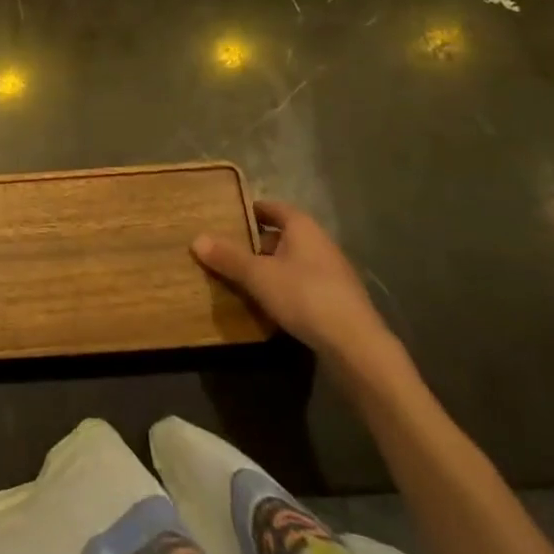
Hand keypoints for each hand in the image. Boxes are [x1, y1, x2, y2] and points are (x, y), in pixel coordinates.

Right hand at [193, 200, 403, 382]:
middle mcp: (320, 242)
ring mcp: (333, 272)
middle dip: (257, 243)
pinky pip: (304, 285)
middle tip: (229, 251)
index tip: (229, 217)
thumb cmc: (304, 296)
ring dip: (272, 268)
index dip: (251, 210)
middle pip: (283, 235)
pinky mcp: (338, 300)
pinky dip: (286, 289)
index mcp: (302, 227)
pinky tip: (271, 306)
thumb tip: (196, 239)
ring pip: (294, 262)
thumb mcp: (258, 276)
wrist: (357, 345)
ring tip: (244, 280)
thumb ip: (229, 258)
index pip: (273, 208)